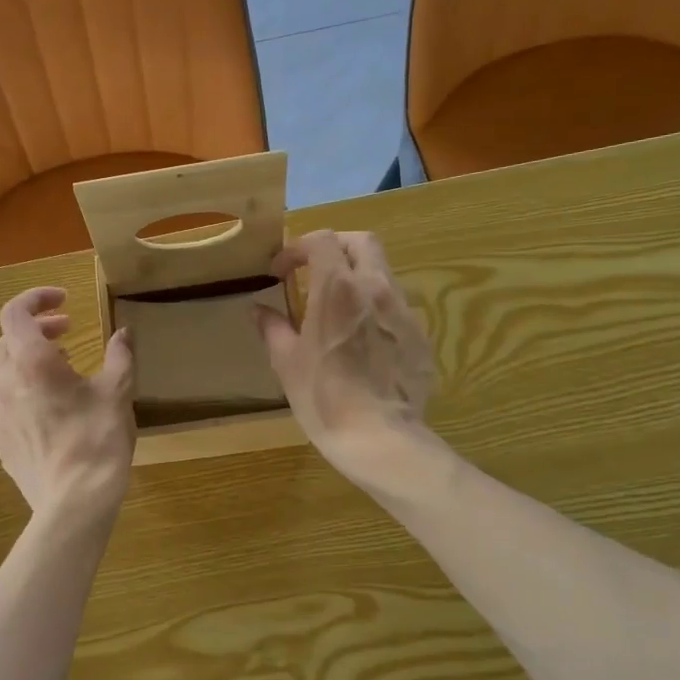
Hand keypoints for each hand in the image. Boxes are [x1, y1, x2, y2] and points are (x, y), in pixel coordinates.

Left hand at [0, 286, 135, 517]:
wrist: (73, 503)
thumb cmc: (97, 440)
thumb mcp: (116, 394)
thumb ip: (120, 357)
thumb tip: (123, 333)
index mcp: (32, 363)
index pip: (14, 313)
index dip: (36, 298)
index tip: (65, 301)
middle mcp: (8, 384)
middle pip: (10, 340)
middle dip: (38, 327)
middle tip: (69, 330)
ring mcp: (1, 415)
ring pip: (9, 372)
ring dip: (33, 359)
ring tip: (66, 367)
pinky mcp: (4, 442)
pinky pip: (11, 402)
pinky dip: (30, 389)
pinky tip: (57, 408)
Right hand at [255, 230, 435, 489]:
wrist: (380, 438)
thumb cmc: (323, 397)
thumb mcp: (287, 363)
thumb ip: (273, 328)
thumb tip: (260, 310)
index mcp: (339, 288)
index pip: (321, 240)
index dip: (297, 249)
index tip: (281, 272)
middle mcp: (376, 288)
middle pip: (362, 242)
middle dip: (334, 247)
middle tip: (313, 270)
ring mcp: (404, 311)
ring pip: (382, 272)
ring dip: (357, 276)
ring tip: (337, 307)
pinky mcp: (420, 336)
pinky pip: (396, 307)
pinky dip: (375, 307)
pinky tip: (363, 339)